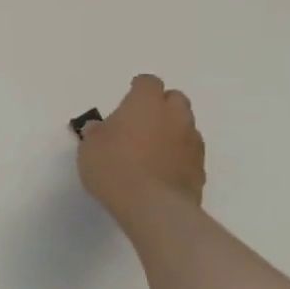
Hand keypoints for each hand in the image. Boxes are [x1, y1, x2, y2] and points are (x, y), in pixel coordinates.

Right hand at [77, 75, 206, 222]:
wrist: (152, 205)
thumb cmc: (113, 166)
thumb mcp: (89, 147)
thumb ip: (97, 133)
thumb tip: (100, 128)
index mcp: (146, 104)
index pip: (148, 82)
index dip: (138, 88)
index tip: (128, 97)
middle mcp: (174, 116)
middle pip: (175, 99)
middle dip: (161, 105)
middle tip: (141, 121)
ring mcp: (192, 142)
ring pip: (185, 126)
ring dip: (171, 131)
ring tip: (150, 149)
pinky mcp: (200, 168)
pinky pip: (189, 152)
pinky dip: (177, 155)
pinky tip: (161, 170)